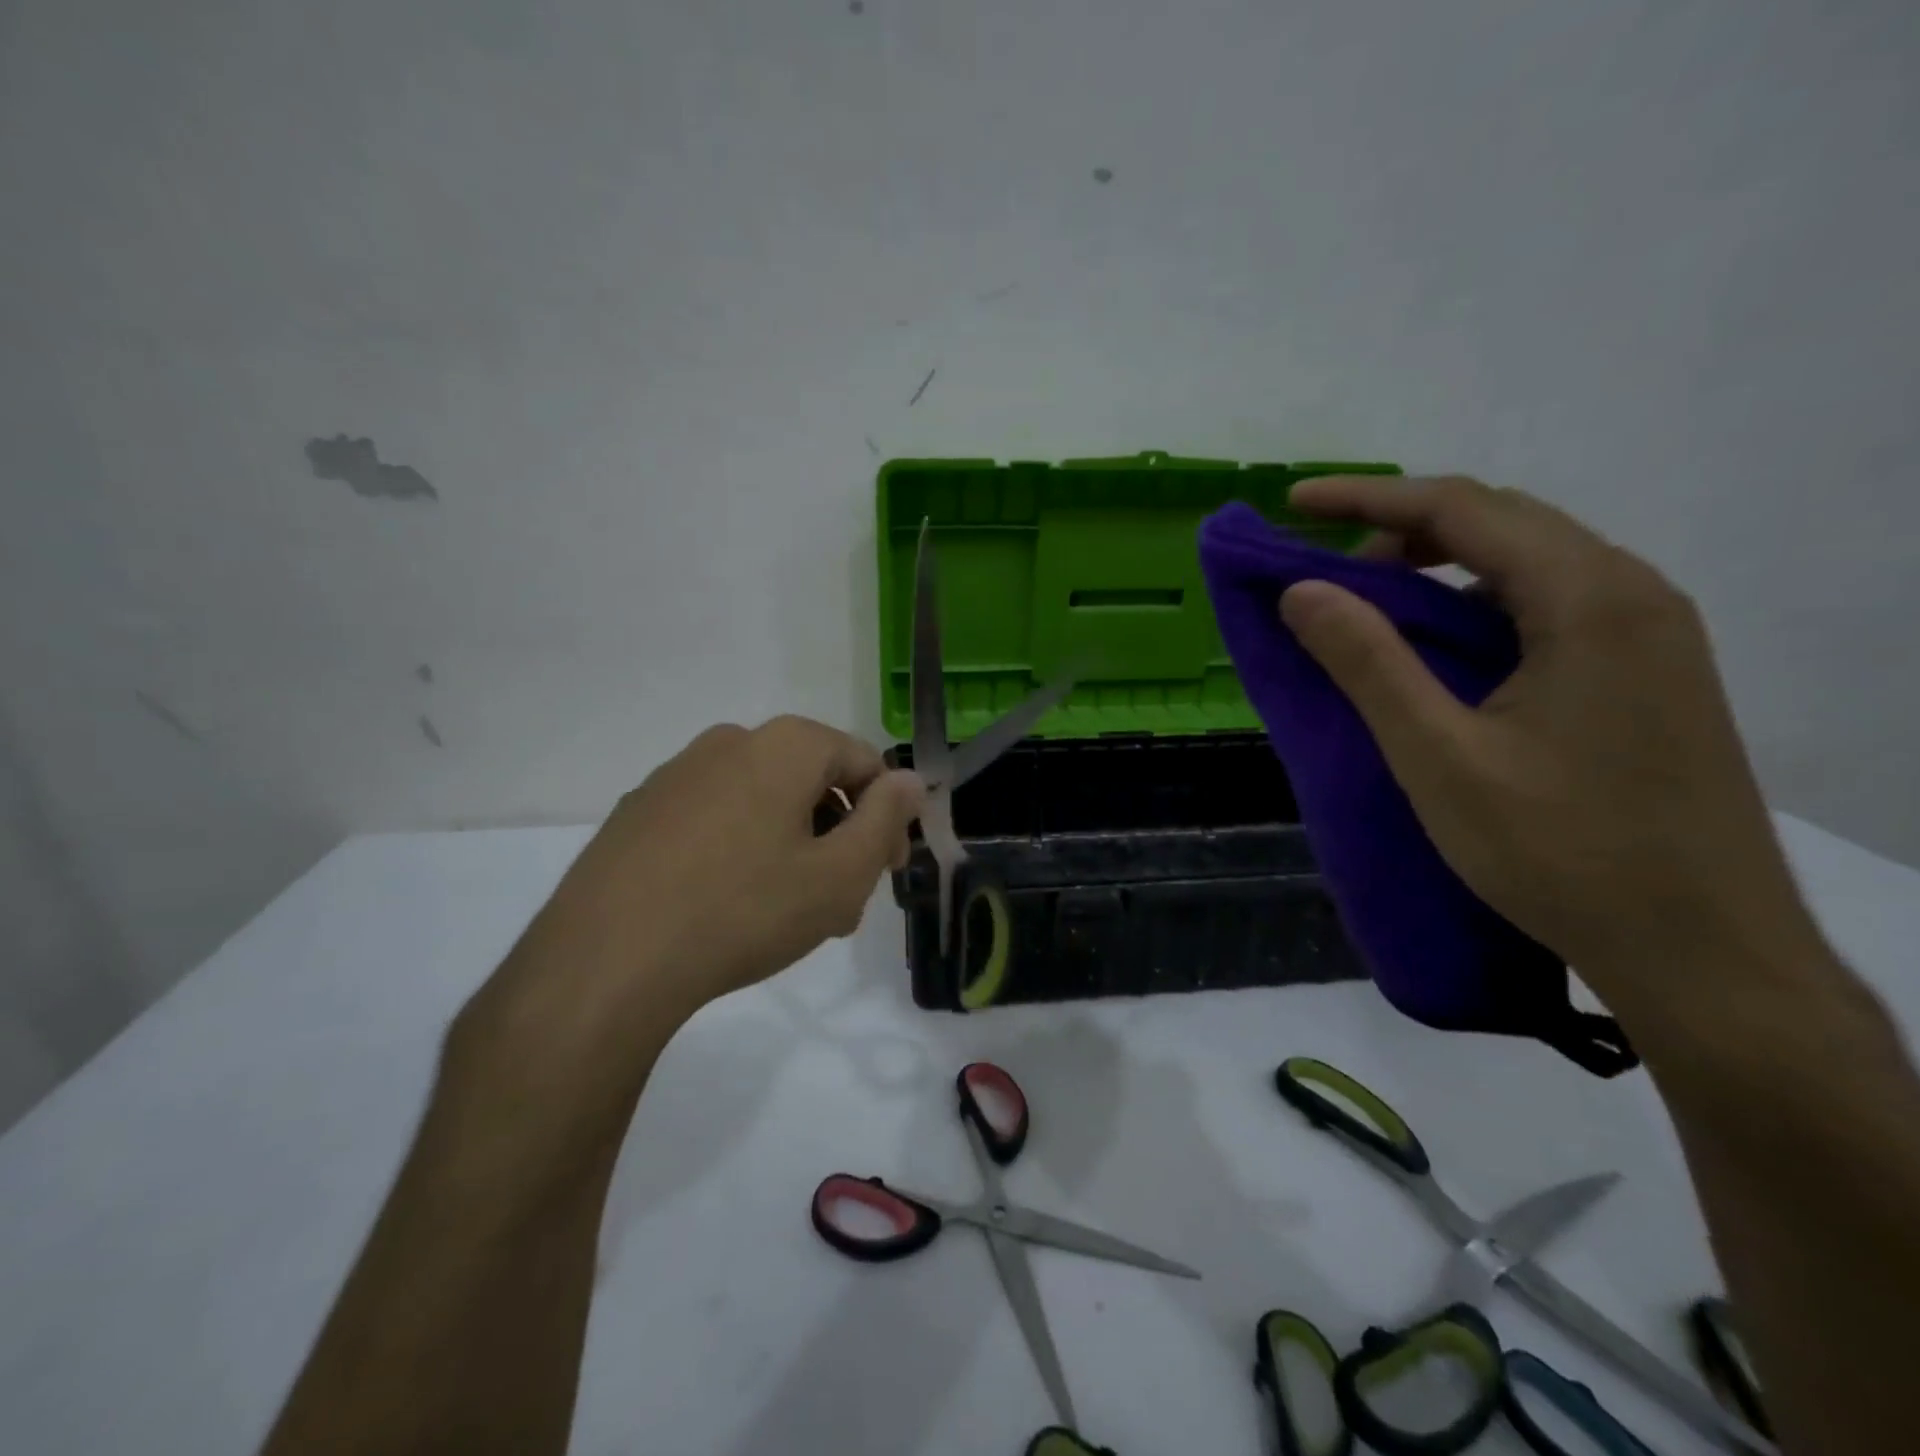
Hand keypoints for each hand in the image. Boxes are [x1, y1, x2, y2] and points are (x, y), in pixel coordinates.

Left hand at [553, 715, 922, 1005]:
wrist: (605, 961)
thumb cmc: (744, 910)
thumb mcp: (839, 875)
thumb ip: (886, 819)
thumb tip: (909, 780)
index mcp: (784, 745)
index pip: (864, 763)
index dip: (888, 816)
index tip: (887, 870)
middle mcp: (730, 742)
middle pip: (812, 782)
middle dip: (840, 837)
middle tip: (844, 900)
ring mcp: (678, 774)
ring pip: (763, 803)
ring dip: (794, 848)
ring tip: (792, 914)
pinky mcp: (640, 811)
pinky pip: (716, 819)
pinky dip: (742, 851)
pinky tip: (732, 908)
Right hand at [1280, 475, 1823, 1006]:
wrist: (1704, 951)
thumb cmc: (1560, 853)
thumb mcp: (1438, 757)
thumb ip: (1367, 663)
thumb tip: (1301, 590)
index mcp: (1588, 599)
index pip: (1460, 510)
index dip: (1366, 498)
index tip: (1294, 503)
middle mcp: (1632, 594)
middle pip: (1500, 522)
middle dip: (1400, 530)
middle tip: (1325, 572)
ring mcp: (1650, 633)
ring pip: (1527, 563)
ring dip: (1440, 568)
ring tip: (1373, 613)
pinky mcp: (1648, 672)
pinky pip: (1548, 605)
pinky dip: (1477, 605)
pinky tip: (1443, 654)